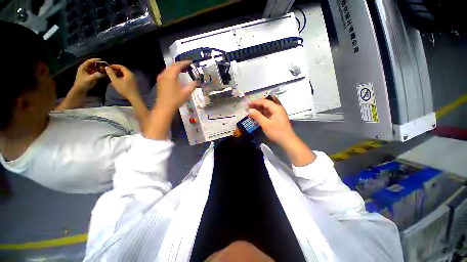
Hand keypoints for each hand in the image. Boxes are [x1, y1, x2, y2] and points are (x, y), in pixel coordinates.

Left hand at [72, 58, 104, 92]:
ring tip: (106, 70)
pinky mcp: (92, 76)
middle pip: (93, 64)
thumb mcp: (89, 79)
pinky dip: (101, 72)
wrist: (81, 90)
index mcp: (83, 67)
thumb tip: (103, 73)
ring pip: (96, 68)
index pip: (89, 61)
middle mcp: (86, 69)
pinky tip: (105, 73)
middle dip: (99, 65)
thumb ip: (96, 75)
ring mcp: (89, 73)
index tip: (101, 60)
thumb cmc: (83, 84)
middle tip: (106, 66)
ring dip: (101, 69)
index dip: (95, 60)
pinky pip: (97, 73)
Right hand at [105, 64, 138, 99]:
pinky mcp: (135, 83)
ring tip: (113, 75)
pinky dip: (122, 77)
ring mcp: (134, 79)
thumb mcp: (115, 81)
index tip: (108, 67)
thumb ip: (111, 74)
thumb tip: (107, 67)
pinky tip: (118, 80)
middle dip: (116, 69)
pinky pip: (128, 77)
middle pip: (124, 70)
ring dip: (119, 73)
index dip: (114, 66)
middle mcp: (133, 75)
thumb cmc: (124, 89)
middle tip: (110, 71)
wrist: (134, 97)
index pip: (121, 66)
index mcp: (129, 73)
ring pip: (126, 74)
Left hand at [155, 61, 198, 111]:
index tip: (191, 62)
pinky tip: (176, 76)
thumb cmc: (176, 99)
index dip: (185, 63)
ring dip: (176, 68)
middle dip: (180, 64)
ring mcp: (161, 78)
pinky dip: (172, 72)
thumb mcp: (186, 92)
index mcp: (170, 75)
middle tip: (188, 66)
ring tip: (183, 70)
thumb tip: (197, 82)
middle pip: (172, 66)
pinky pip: (167, 73)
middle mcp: (164, 74)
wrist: (164, 107)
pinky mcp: (160, 82)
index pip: (178, 65)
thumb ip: (192, 85)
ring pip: (169, 69)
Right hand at [248, 99, 295, 145]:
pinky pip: (268, 114)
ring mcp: (277, 114)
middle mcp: (277, 109)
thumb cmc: (276, 132)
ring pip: (266, 110)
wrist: (287, 141)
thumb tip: (249, 110)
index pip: (264, 102)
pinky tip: (256, 117)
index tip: (247, 104)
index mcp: (276, 108)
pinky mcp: (277, 119)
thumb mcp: (265, 124)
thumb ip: (257, 116)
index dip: (255, 102)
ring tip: (250, 113)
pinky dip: (262, 115)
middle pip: (265, 105)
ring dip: (258, 111)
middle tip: (247, 109)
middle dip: (256, 106)